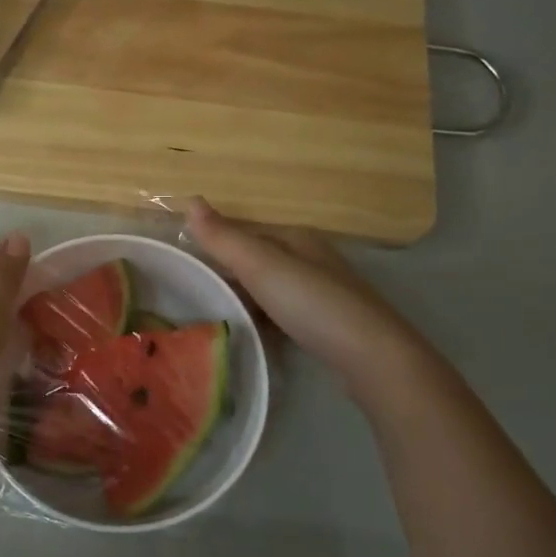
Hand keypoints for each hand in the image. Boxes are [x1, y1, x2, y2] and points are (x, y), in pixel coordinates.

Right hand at [186, 196, 409, 380]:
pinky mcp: (327, 326)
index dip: (215, 246)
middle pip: (258, 262)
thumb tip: (190, 200)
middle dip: (228, 275)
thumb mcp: (261, 266)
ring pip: (270, 291)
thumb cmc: (312, 303)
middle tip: (191, 296)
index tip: (184, 267)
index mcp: (296, 239)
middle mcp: (311, 260)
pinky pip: (283, 316)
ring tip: (213, 318)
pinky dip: (264, 322)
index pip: (245, 234)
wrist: (371, 356)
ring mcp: (322, 294)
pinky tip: (251, 337)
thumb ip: (224, 238)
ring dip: (245, 300)